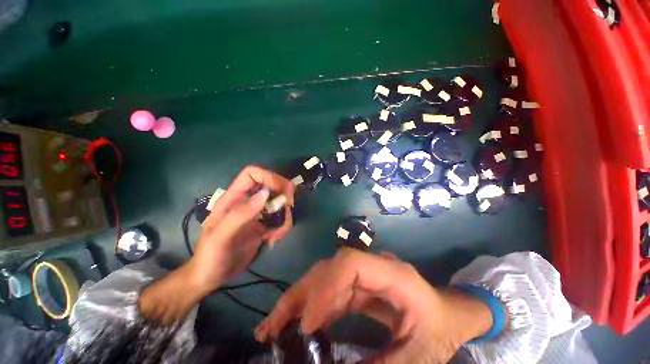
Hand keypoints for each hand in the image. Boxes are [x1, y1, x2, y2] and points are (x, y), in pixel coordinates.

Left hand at [139, 166, 293, 323]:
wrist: (211, 277)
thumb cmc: (210, 257)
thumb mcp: (220, 237)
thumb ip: (241, 215)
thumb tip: (265, 194)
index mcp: (233, 198)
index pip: (252, 174)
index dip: (269, 177)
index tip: (282, 191)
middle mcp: (247, 202)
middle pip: (271, 185)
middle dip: (284, 194)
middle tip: (290, 206)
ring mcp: (257, 214)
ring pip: (279, 203)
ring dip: (285, 215)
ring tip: (278, 234)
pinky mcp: (264, 225)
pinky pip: (280, 219)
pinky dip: (283, 227)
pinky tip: (274, 239)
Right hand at [255, 248, 493, 363]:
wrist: (449, 313)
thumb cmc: (440, 329)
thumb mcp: (418, 356)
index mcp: (392, 274)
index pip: (350, 263)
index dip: (325, 286)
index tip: (307, 323)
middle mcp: (373, 266)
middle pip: (330, 268)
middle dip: (302, 295)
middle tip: (274, 328)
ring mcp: (364, 273)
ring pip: (325, 276)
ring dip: (299, 300)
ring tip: (274, 326)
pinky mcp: (358, 284)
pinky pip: (330, 289)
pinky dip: (311, 305)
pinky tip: (296, 323)